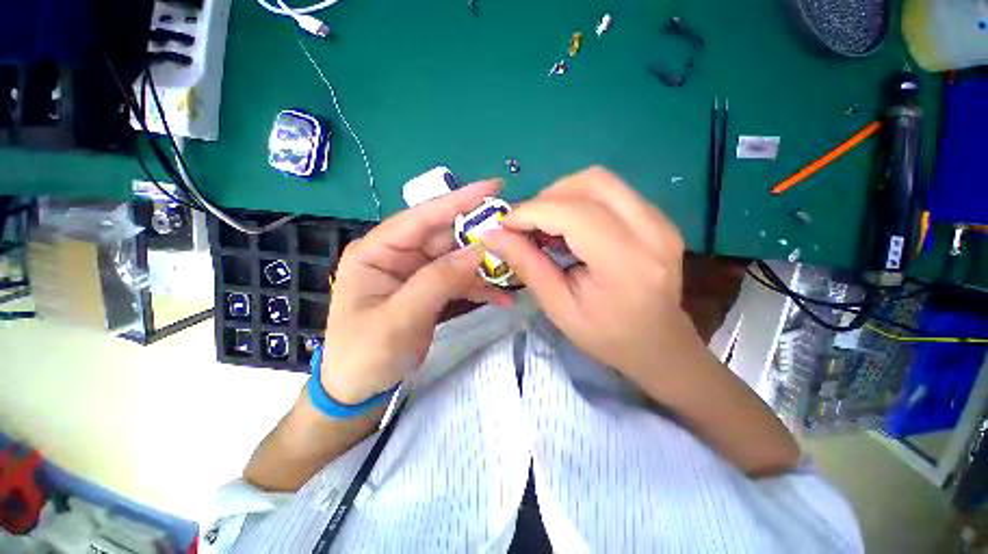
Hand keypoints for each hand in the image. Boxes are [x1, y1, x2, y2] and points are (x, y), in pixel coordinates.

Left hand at [321, 181, 511, 403]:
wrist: (360, 389)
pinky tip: (503, 298)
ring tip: (515, 270)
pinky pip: (459, 281)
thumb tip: (478, 251)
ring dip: (485, 266)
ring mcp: (416, 273)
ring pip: (457, 259)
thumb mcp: (400, 318)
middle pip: (445, 237)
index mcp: (377, 251)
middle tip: (515, 235)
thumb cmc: (366, 353)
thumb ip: (438, 281)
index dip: (457, 201)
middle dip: (480, 237)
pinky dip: (480, 288)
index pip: (421, 217)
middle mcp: (398, 255)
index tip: (493, 188)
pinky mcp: (430, 290)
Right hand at [482, 167, 704, 397]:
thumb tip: (492, 235)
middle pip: (591, 182)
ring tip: (546, 225)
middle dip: (548, 196)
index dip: (532, 211)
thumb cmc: (606, 336)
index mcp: (625, 262)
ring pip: (602, 181)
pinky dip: (581, 201)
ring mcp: (660, 221)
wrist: (658, 344)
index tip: (505, 223)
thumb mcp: (559, 307)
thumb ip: (527, 265)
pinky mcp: (659, 219)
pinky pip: (612, 192)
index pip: (573, 213)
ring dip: (563, 195)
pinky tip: (570, 227)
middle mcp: (652, 231)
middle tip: (527, 223)